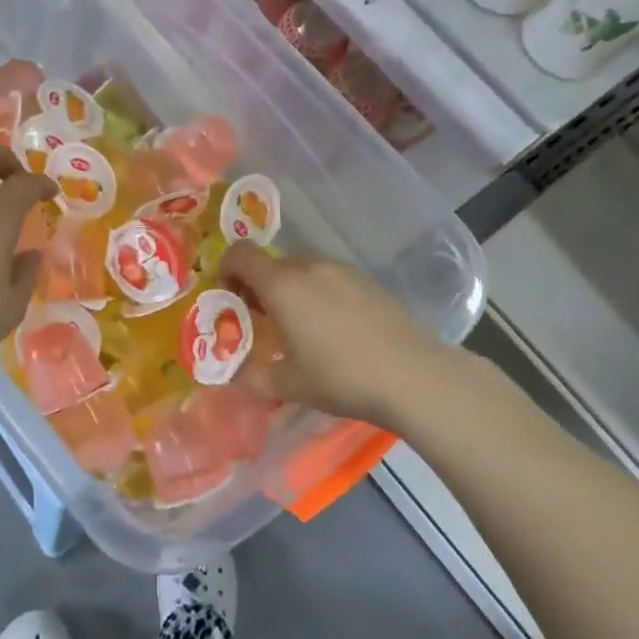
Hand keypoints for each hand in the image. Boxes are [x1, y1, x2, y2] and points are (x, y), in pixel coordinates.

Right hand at [220, 242, 473, 430]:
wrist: (411, 376)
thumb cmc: (339, 377)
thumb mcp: (286, 385)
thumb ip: (250, 375)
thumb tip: (231, 372)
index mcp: (281, 285)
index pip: (240, 254)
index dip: (227, 270)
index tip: (232, 301)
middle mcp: (309, 267)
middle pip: (271, 263)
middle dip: (258, 287)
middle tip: (265, 323)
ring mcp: (342, 270)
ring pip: (301, 270)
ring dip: (290, 290)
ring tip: (302, 328)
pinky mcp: (367, 281)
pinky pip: (329, 278)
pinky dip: (319, 294)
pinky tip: (335, 329)